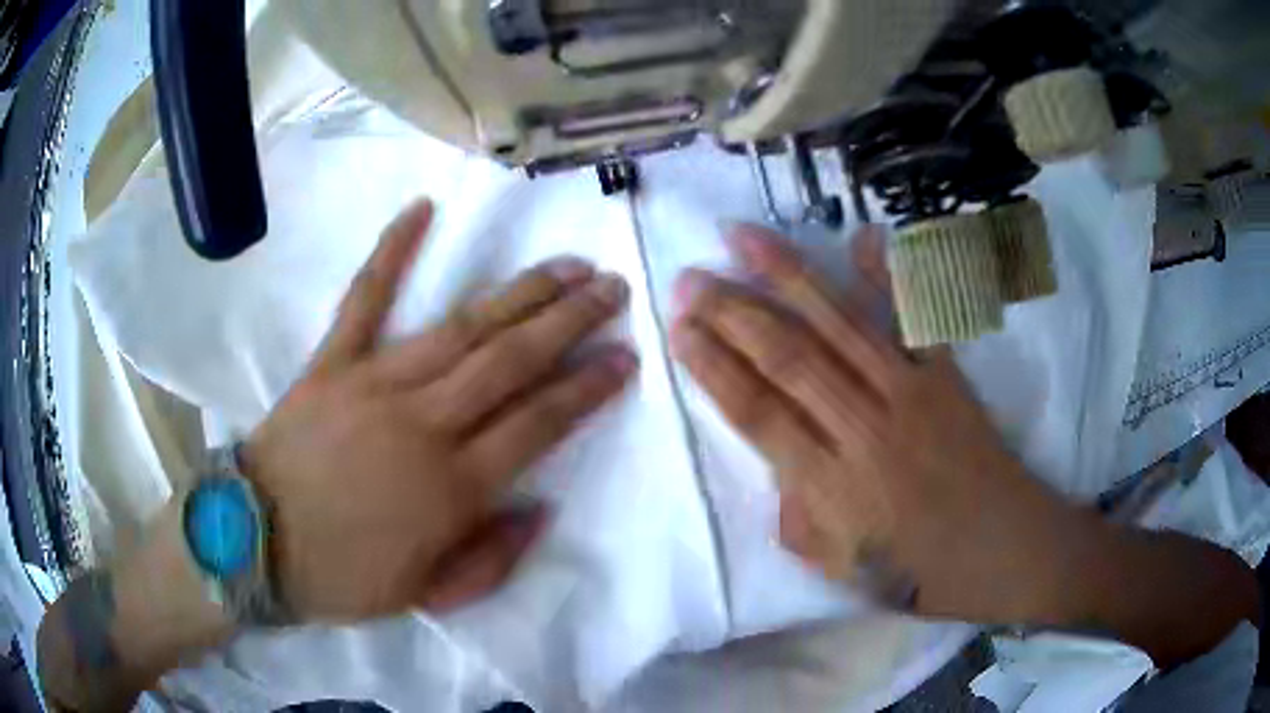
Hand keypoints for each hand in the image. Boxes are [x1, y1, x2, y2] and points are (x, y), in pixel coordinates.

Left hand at [242, 199, 638, 620]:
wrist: (256, 543)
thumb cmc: (344, 576)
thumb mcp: (429, 596)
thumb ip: (493, 559)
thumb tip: (540, 507)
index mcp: (452, 487)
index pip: (539, 423)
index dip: (588, 386)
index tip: (625, 355)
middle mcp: (424, 423)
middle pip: (512, 361)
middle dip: (570, 320)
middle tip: (612, 288)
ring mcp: (375, 383)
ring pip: (462, 327)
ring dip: (520, 292)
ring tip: (565, 265)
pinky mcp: (332, 362)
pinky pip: (364, 299)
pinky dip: (392, 252)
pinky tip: (422, 210)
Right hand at [670, 224, 1081, 621]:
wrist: (1002, 548)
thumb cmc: (917, 570)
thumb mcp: (840, 568)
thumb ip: (796, 516)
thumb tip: (776, 463)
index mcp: (833, 485)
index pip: (758, 414)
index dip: (713, 368)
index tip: (678, 330)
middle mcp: (865, 427)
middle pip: (788, 358)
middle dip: (731, 313)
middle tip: (689, 278)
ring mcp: (909, 391)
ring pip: (838, 324)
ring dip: (786, 277)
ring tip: (742, 238)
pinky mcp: (945, 375)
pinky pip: (916, 316)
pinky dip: (889, 275)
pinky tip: (860, 237)